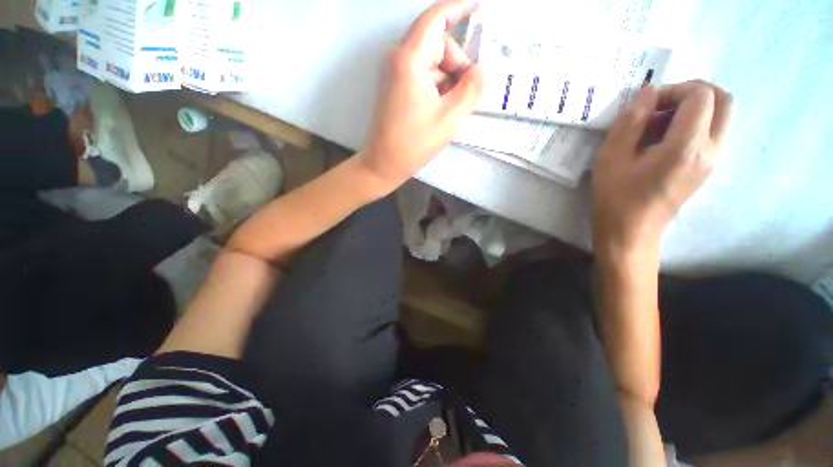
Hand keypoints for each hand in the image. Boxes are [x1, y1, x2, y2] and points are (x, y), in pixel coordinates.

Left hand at [359, 0, 484, 190]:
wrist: (384, 164)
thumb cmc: (415, 143)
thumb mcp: (451, 116)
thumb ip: (471, 87)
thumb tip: (478, 71)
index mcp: (409, 59)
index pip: (436, 19)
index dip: (459, 7)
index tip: (481, 5)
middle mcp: (398, 59)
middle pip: (438, 45)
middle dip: (457, 65)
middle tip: (467, 94)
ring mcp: (395, 74)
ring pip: (432, 64)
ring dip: (448, 81)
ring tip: (452, 110)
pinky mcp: (396, 88)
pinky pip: (423, 77)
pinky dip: (437, 88)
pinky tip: (441, 110)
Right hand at [592, 81, 732, 258]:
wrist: (631, 231)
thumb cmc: (615, 196)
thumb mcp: (611, 157)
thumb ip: (631, 121)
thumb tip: (648, 91)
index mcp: (687, 147)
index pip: (701, 95)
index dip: (675, 90)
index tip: (648, 106)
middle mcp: (711, 150)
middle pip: (724, 100)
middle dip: (693, 92)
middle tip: (661, 106)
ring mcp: (714, 160)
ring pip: (721, 116)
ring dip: (694, 109)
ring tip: (659, 126)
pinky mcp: (708, 168)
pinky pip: (713, 132)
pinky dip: (694, 124)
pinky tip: (664, 140)